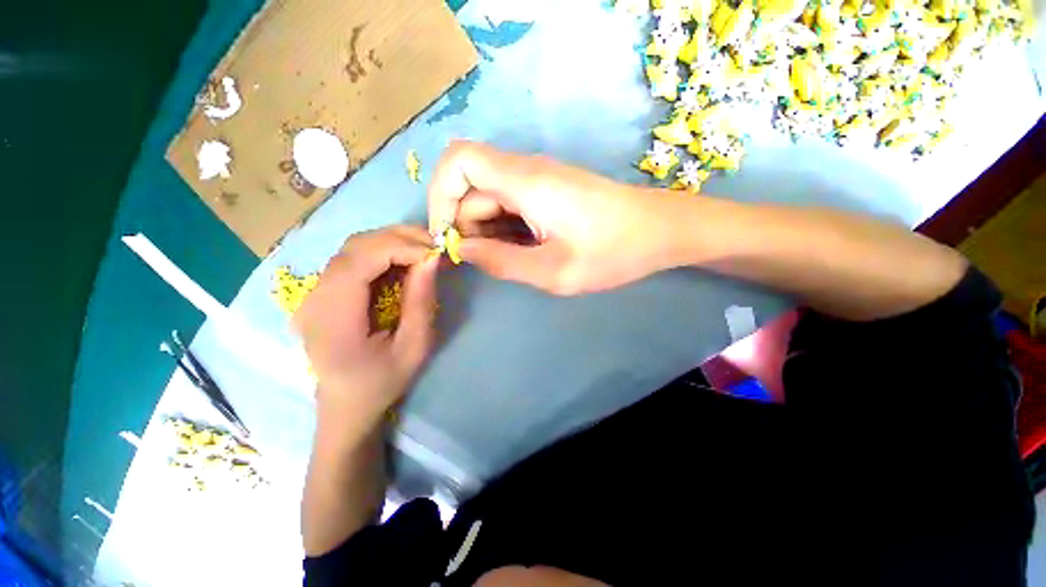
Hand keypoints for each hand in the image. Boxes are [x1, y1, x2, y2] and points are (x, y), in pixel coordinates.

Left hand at [292, 226, 437, 435]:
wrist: (347, 404)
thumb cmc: (383, 382)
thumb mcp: (414, 347)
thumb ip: (421, 302)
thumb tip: (431, 259)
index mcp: (332, 320)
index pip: (358, 261)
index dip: (398, 247)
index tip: (434, 253)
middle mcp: (314, 299)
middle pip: (354, 247)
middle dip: (399, 238)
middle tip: (435, 246)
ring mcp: (314, 294)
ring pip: (353, 248)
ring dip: (392, 242)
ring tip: (425, 251)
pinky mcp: (323, 292)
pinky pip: (354, 259)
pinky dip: (384, 253)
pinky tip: (405, 260)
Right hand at [428, 141, 682, 294]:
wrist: (659, 231)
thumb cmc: (613, 252)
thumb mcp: (553, 271)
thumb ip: (501, 261)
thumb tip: (462, 250)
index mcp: (526, 182)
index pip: (458, 161)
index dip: (439, 195)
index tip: (446, 237)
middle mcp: (527, 170)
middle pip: (470, 185)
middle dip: (465, 224)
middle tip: (488, 261)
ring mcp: (538, 179)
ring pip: (488, 196)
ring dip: (486, 229)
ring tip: (514, 259)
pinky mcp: (548, 190)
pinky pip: (509, 203)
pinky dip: (504, 227)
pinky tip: (525, 249)